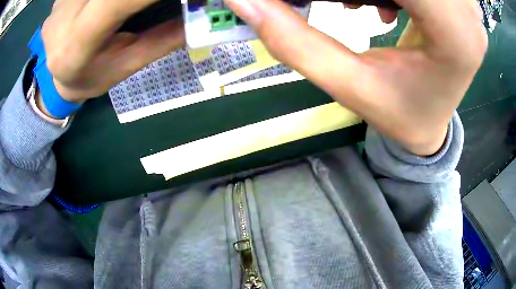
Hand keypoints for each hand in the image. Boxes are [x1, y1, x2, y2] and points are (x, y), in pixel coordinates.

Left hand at [41, 0, 184, 102]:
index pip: (120, 1)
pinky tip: (108, 5)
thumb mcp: (128, 65)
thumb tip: (204, 13)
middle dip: (136, 1)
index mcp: (78, 41)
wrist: (54, 78)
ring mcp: (61, 1)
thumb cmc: (91, 77)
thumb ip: (163, 39)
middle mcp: (64, 14)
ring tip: (129, 9)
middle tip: (148, 8)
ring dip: (123, 0)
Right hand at [225, 0, 486, 154]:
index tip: (335, 0)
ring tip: (366, 2)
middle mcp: (467, 13)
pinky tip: (387, 1)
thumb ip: (295, 42)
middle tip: (347, 2)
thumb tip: (243, 2)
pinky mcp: (460, 2)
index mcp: (454, 34)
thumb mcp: (350, 86)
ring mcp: (467, 6)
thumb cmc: (400, 115)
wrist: (433, 122)